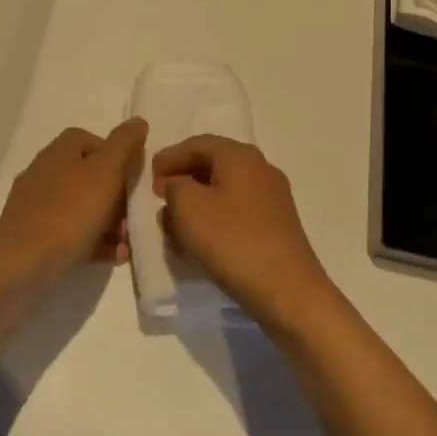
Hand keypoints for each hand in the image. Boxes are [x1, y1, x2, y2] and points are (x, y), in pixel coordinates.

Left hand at [0, 119, 146, 287]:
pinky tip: (113, 256)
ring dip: (108, 222)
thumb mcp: (105, 172)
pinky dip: (93, 240)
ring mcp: (34, 205)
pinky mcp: (32, 235)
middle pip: (87, 175)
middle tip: (133, 215)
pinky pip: (69, 232)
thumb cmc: (69, 213)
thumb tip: (138, 121)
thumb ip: (124, 145)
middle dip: (116, 194)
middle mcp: (43, 172)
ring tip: (127, 242)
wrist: (21, 267)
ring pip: (80, 206)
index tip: (132, 177)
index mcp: (58, 151)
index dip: (115, 155)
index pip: (90, 139)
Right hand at [152, 136, 332, 329]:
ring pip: (225, 190)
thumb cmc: (233, 241)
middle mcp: (260, 169)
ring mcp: (273, 198)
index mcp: (240, 156)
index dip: (169, 157)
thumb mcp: (188, 207)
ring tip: (174, 222)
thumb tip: (177, 186)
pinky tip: (201, 241)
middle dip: (183, 179)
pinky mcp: (277, 226)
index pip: (197, 144)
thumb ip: (174, 187)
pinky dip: (215, 219)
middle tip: (159, 197)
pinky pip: (237, 212)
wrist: (288, 291)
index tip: (148, 176)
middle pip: (213, 164)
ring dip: (197, 202)